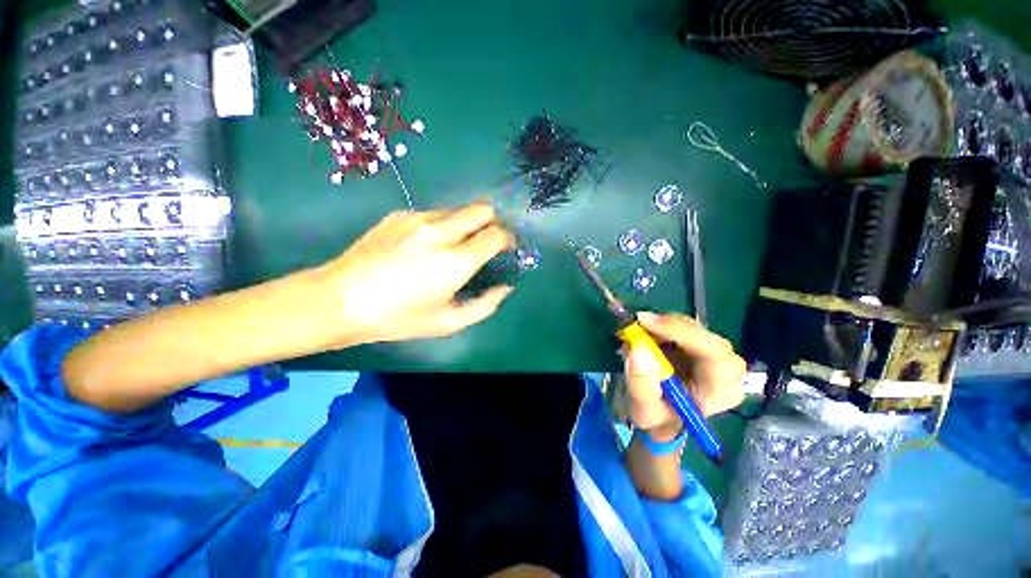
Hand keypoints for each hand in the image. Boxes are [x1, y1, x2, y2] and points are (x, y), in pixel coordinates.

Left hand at [317, 203, 516, 344]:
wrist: (339, 300)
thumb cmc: (397, 318)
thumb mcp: (448, 323)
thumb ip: (485, 305)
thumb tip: (505, 286)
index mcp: (455, 261)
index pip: (496, 235)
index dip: (508, 240)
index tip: (506, 249)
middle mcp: (440, 232)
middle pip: (482, 209)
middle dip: (493, 223)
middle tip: (486, 242)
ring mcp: (417, 219)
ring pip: (458, 209)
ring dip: (466, 224)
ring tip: (453, 246)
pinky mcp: (399, 215)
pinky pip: (433, 214)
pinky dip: (441, 226)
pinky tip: (424, 246)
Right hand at [623, 312, 745, 435]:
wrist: (663, 416)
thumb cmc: (658, 418)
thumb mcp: (644, 412)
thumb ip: (641, 386)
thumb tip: (636, 350)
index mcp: (722, 390)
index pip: (713, 352)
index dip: (681, 333)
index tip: (647, 322)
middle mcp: (727, 369)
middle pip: (704, 335)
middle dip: (668, 327)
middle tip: (637, 322)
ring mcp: (716, 354)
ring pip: (691, 326)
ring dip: (661, 326)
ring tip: (637, 333)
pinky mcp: (702, 344)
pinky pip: (683, 326)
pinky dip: (661, 326)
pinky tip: (646, 334)